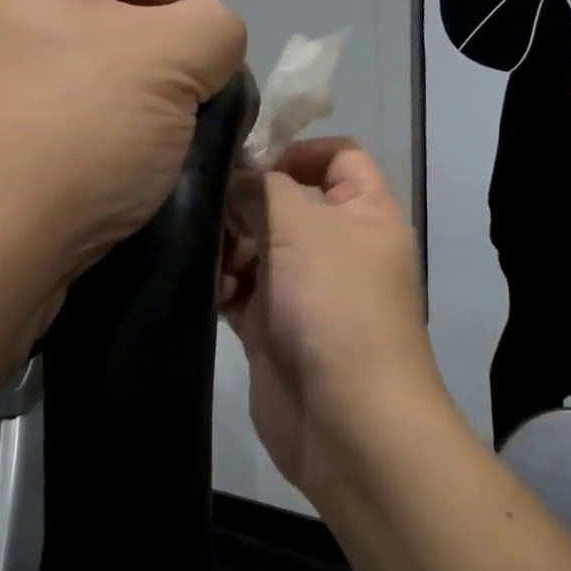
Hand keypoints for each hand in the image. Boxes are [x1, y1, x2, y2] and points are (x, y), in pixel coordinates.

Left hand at [0, 0, 246, 322]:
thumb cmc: (74, 133)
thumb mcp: (173, 56)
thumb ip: (217, 27)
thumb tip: (210, 52)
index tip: (220, 53)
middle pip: (113, 20)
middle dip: (171, 61)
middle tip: (205, 106)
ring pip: (96, 81)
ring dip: (146, 111)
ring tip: (176, 149)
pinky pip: (71, 129)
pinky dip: (110, 146)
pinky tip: (134, 179)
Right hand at [222, 139, 442, 496]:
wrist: (346, 421)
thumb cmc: (334, 305)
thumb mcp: (301, 228)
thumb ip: (263, 189)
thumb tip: (237, 177)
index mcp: (364, 215)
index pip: (340, 158)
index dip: (298, 150)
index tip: (249, 160)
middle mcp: (337, 248)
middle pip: (286, 203)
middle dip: (246, 203)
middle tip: (209, 208)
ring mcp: (304, 290)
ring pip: (257, 247)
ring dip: (228, 246)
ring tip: (207, 255)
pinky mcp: (274, 327)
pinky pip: (241, 290)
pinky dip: (222, 285)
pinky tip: (206, 287)